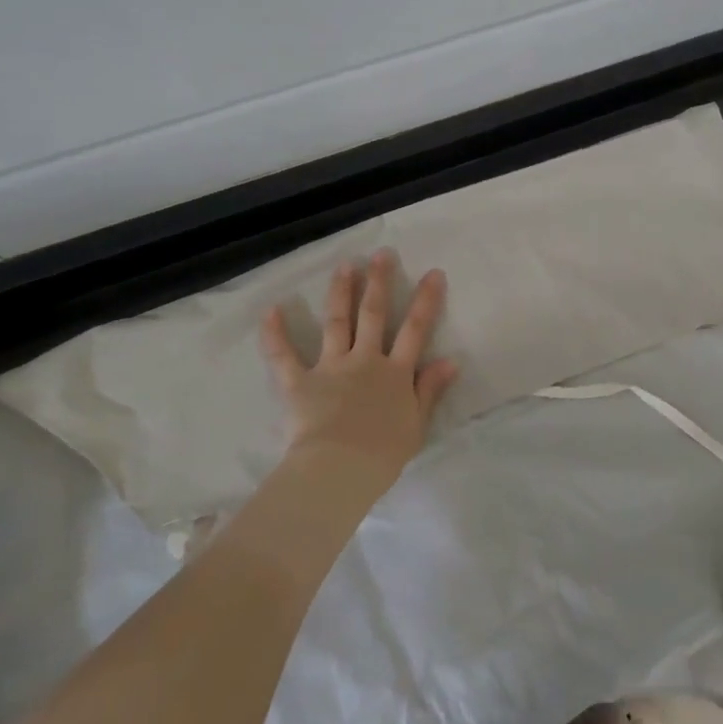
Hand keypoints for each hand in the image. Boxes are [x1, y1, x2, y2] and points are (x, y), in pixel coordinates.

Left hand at [260, 250, 457, 495]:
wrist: (340, 469)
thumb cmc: (383, 453)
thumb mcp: (416, 424)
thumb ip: (430, 389)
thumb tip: (451, 361)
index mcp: (395, 373)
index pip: (415, 329)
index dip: (426, 300)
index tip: (433, 273)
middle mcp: (365, 360)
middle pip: (373, 314)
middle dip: (379, 282)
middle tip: (381, 254)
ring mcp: (331, 367)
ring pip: (336, 321)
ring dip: (341, 291)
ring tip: (345, 265)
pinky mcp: (299, 382)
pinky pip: (283, 355)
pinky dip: (275, 333)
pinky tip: (271, 309)